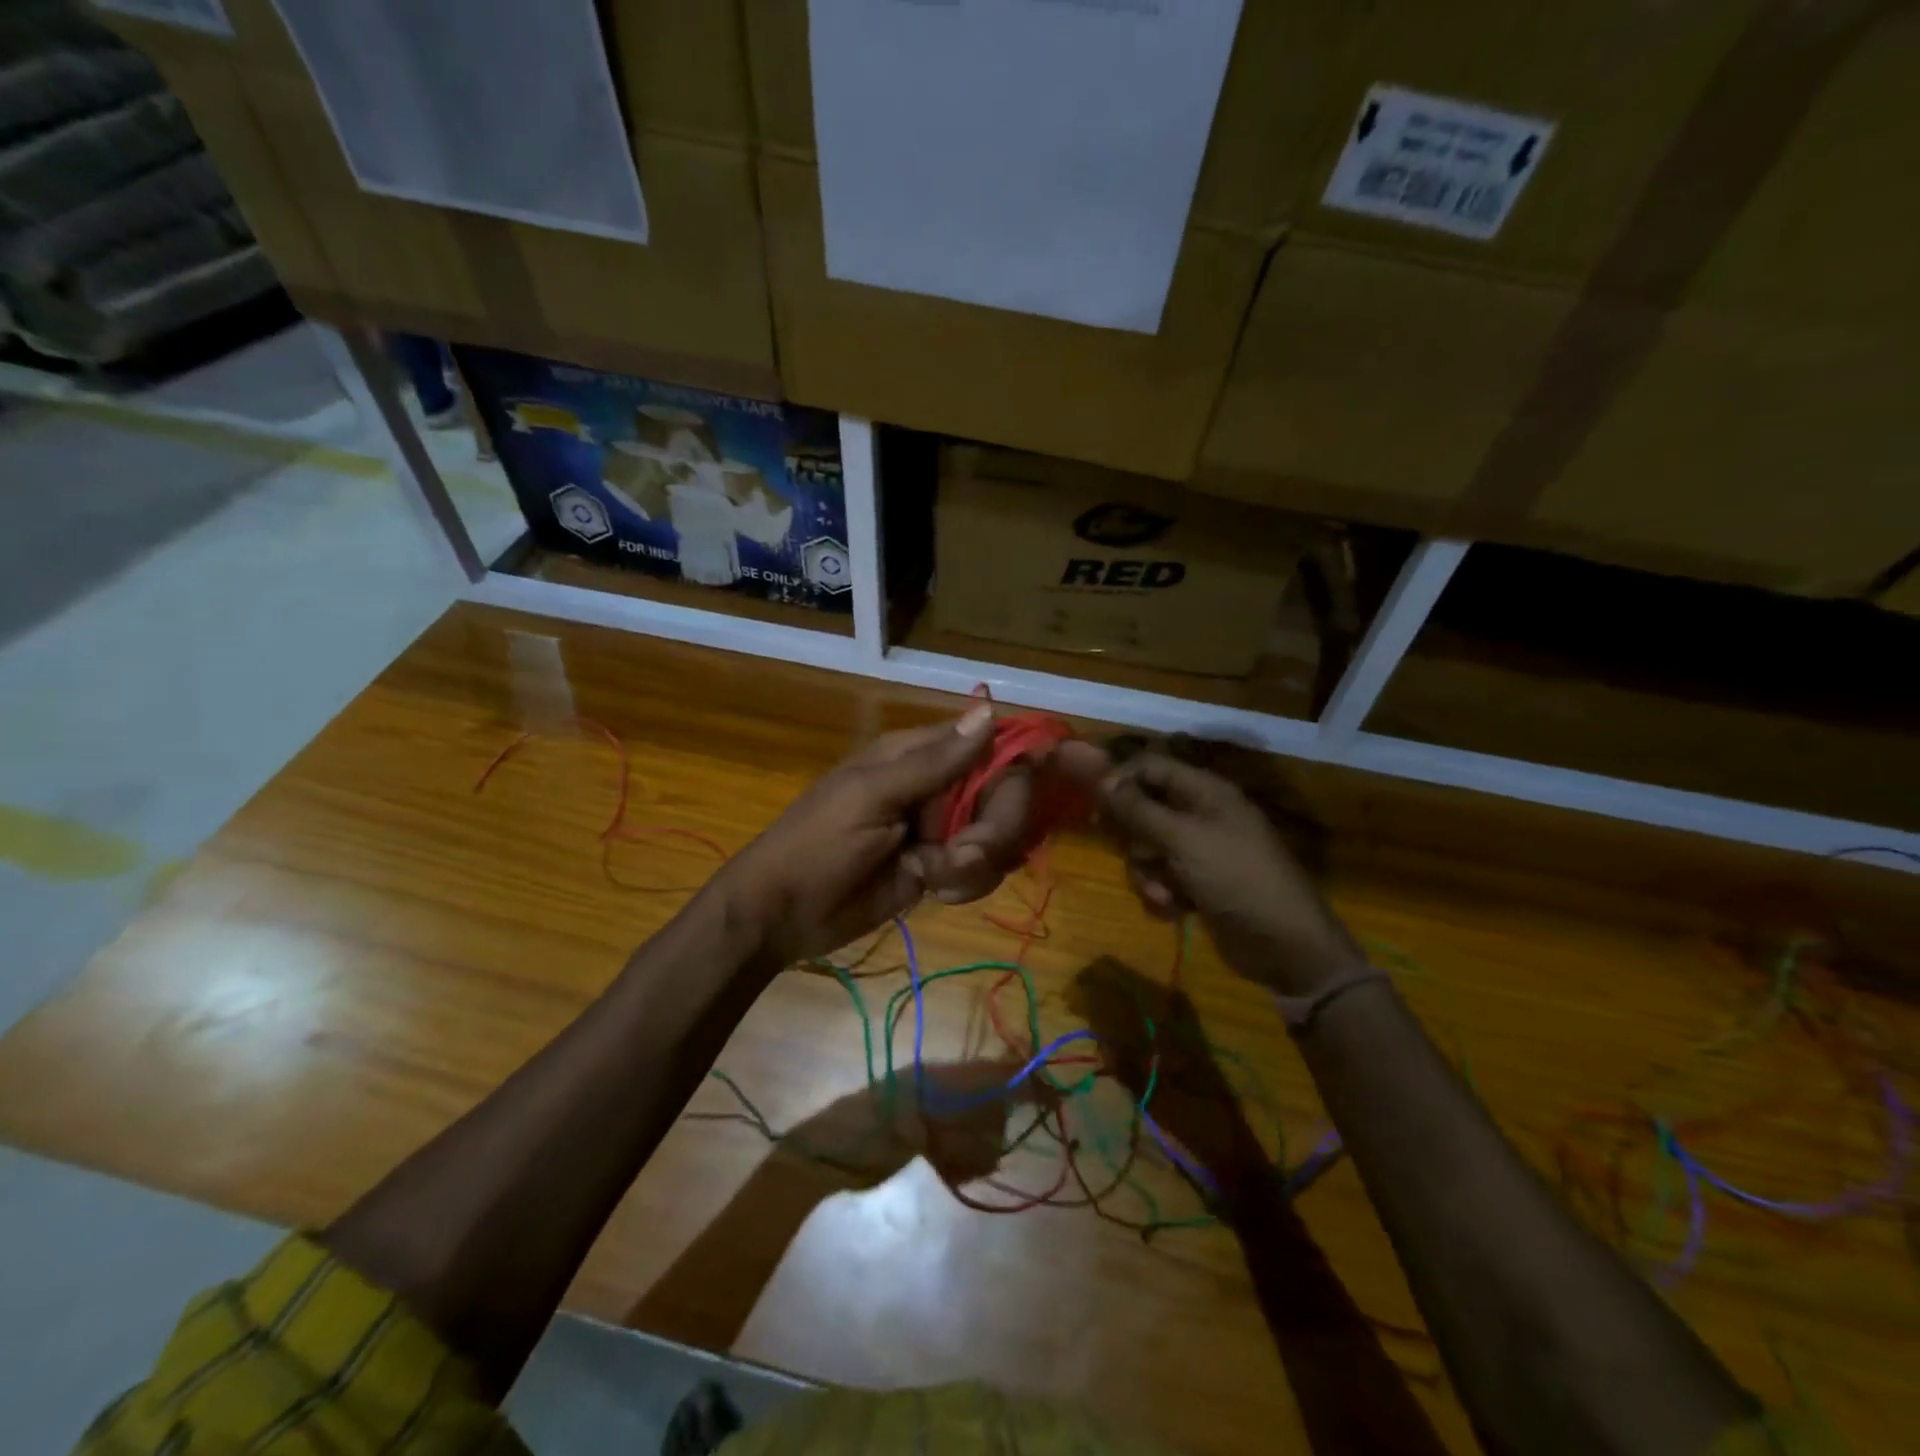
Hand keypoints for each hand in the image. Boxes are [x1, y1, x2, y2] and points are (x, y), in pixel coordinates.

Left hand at [723, 705, 1031, 964]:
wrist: (782, 914)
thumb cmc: (817, 843)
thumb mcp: (871, 797)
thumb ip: (934, 761)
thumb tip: (990, 709)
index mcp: (918, 755)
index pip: (990, 745)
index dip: (1014, 769)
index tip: (1019, 799)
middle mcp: (939, 786)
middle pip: (1004, 795)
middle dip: (994, 829)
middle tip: (963, 854)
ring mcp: (942, 829)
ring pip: (999, 836)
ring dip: (976, 863)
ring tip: (933, 878)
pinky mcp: (942, 868)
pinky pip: (982, 869)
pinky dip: (968, 883)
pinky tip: (937, 892)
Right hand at [1056, 744, 1361, 994]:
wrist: (1284, 945)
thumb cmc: (1236, 878)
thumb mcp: (1182, 839)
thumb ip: (1138, 808)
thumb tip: (1101, 778)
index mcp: (1204, 791)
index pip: (1150, 767)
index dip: (1120, 780)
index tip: (1093, 805)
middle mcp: (1200, 814)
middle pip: (1142, 808)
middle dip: (1134, 838)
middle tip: (1136, 854)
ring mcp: (1199, 850)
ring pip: (1146, 847)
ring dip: (1147, 873)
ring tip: (1164, 893)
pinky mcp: (1196, 882)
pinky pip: (1159, 876)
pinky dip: (1160, 892)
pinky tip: (1174, 910)